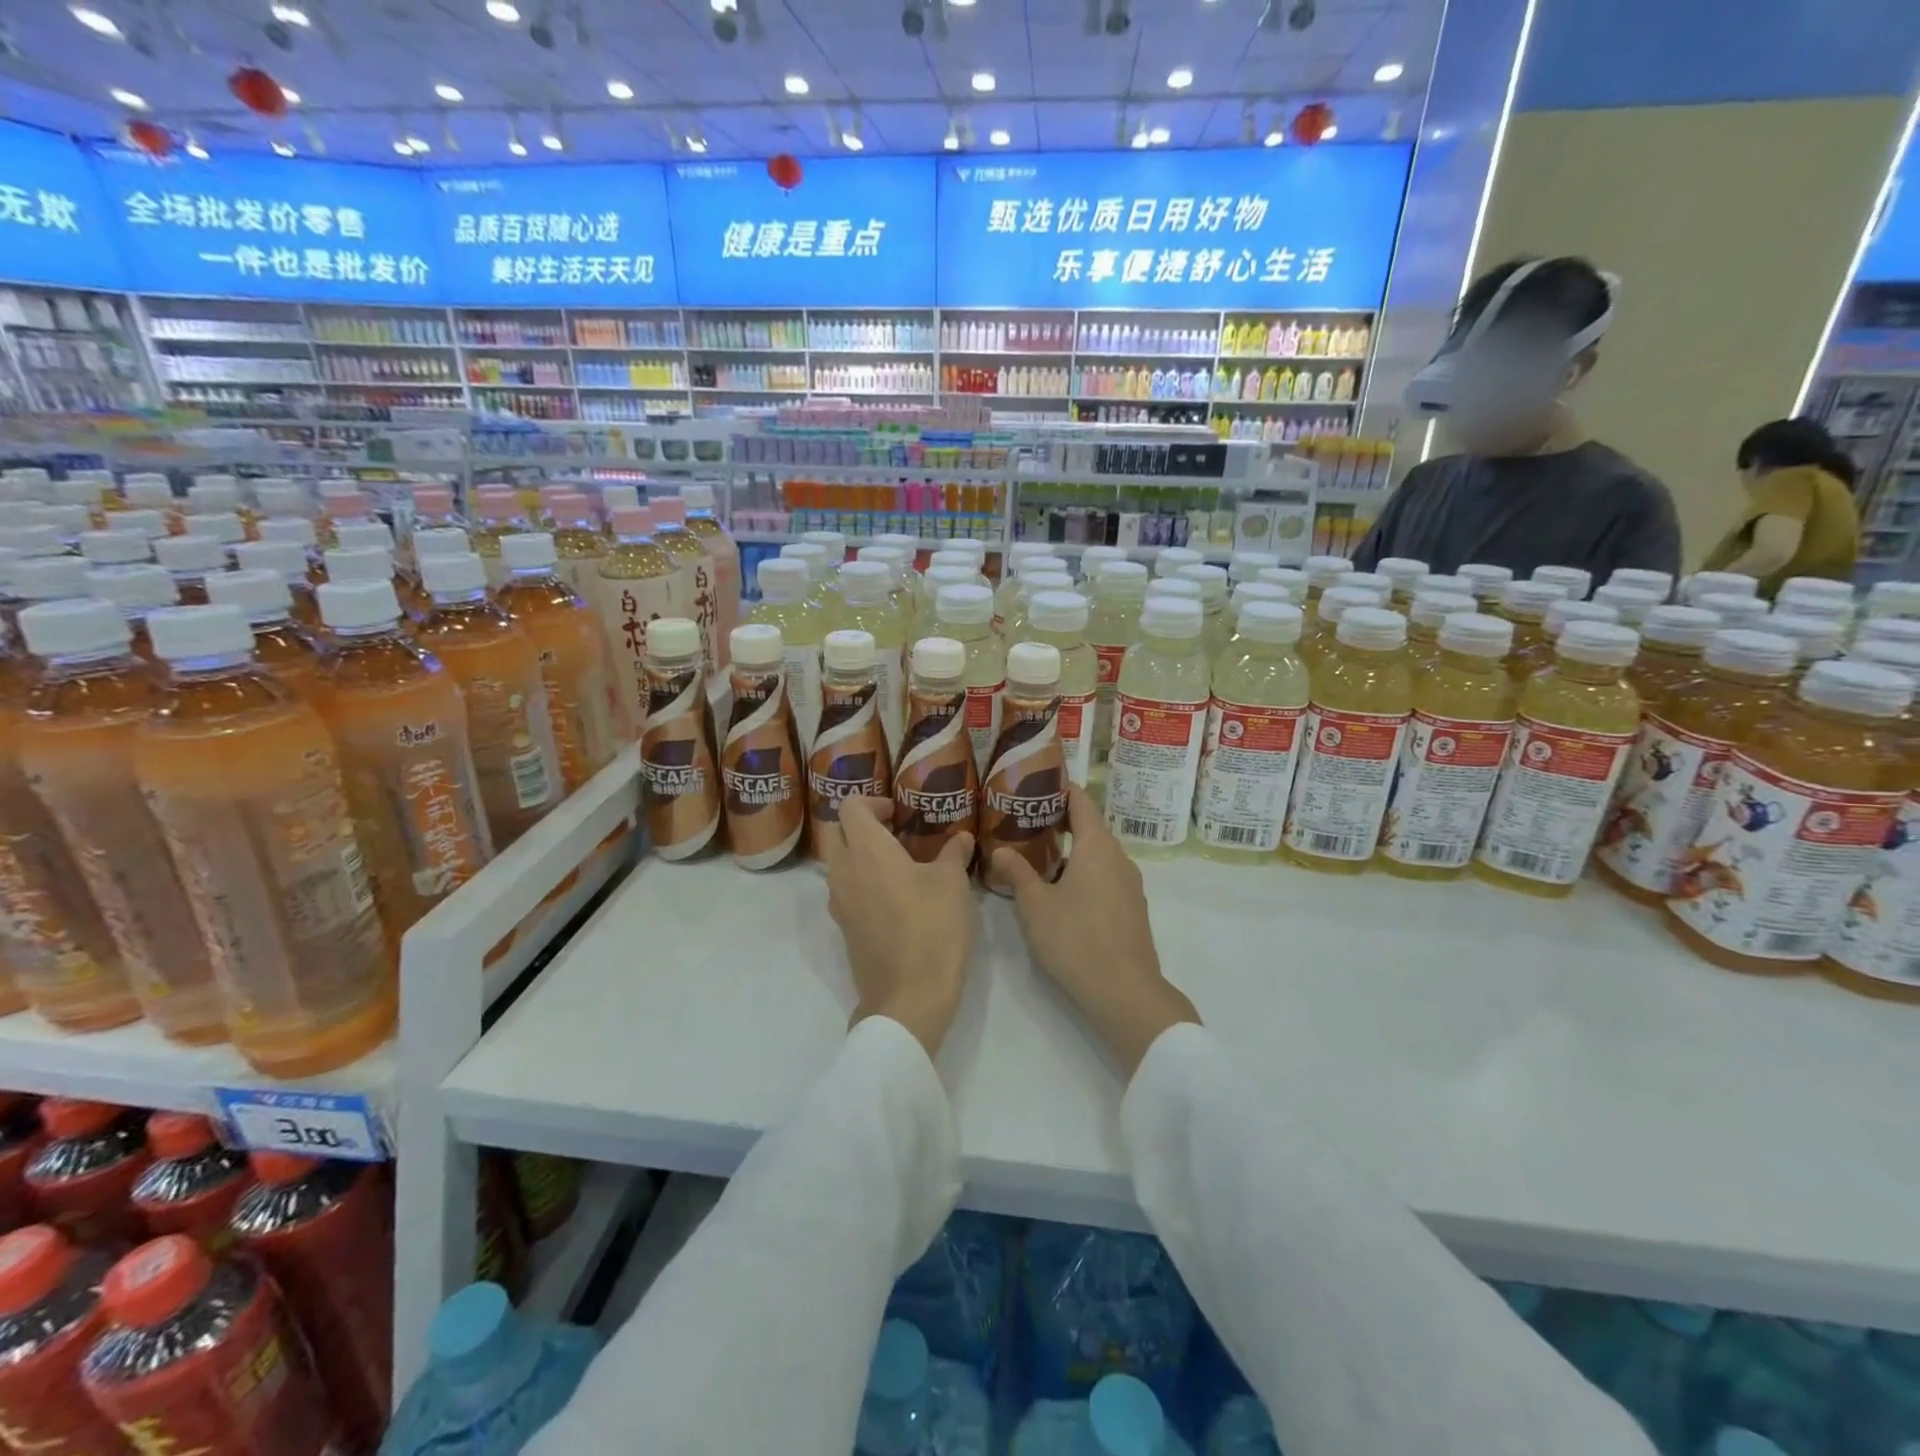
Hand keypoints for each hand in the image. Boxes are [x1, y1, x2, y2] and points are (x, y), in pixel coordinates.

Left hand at [821, 796, 977, 1059]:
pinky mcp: (844, 928)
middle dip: (862, 826)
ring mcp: (839, 903)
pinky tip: (895, 896)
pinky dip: (862, 882)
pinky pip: (845, 891)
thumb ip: (954, 854)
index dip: (873, 801)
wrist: (908, 997)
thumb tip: (961, 838)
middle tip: (896, 832)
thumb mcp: (953, 884)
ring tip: (899, 864)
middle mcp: (844, 871)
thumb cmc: (932, 929)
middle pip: (837, 832)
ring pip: (838, 864)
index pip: (851, 806)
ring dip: (860, 855)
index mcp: (867, 850)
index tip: (898, 812)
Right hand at [993, 784, 1198, 1078]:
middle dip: (1059, 820)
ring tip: (1036, 854)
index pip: (1080, 800)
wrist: (1125, 992)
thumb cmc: (1076, 939)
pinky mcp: (1132, 908)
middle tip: (1024, 820)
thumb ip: (1017, 873)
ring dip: (1071, 849)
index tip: (1035, 783)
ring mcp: (1129, 884)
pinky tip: (1061, 889)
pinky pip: (1105, 875)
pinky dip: (1083, 871)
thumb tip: (1000, 849)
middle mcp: (1118, 857)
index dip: (1060, 788)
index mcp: (1097, 846)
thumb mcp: (1035, 906)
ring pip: (1097, 854)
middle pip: (1090, 826)